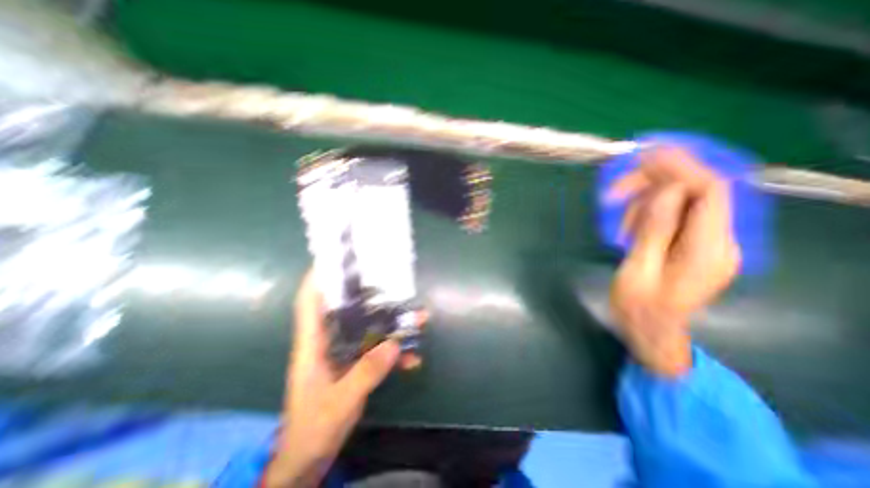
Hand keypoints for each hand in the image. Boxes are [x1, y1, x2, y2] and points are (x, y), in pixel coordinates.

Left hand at [267, 270, 426, 487]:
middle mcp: (327, 342)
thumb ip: (366, 373)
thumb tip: (395, 344)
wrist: (309, 459)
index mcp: (312, 344)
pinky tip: (412, 356)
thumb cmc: (313, 427)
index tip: (335, 259)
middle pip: (344, 308)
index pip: (309, 302)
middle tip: (387, 279)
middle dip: (365, 293)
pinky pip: (376, 349)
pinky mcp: (354, 363)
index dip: (317, 278)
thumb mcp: (340, 401)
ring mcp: (342, 353)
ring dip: (389, 322)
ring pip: (366, 327)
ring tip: (414, 316)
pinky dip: (393, 350)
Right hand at [607, 146, 735, 377]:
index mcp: (707, 250)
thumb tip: (667, 191)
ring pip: (680, 202)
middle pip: (693, 192)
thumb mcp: (638, 270)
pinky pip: (673, 216)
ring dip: (644, 203)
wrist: (650, 330)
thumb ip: (654, 231)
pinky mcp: (691, 244)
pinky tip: (628, 229)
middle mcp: (717, 241)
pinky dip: (647, 214)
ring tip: (618, 225)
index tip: (646, 155)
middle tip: (612, 193)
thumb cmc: (638, 307)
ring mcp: (706, 242)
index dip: (680, 166)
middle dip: (652, 185)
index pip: (710, 192)